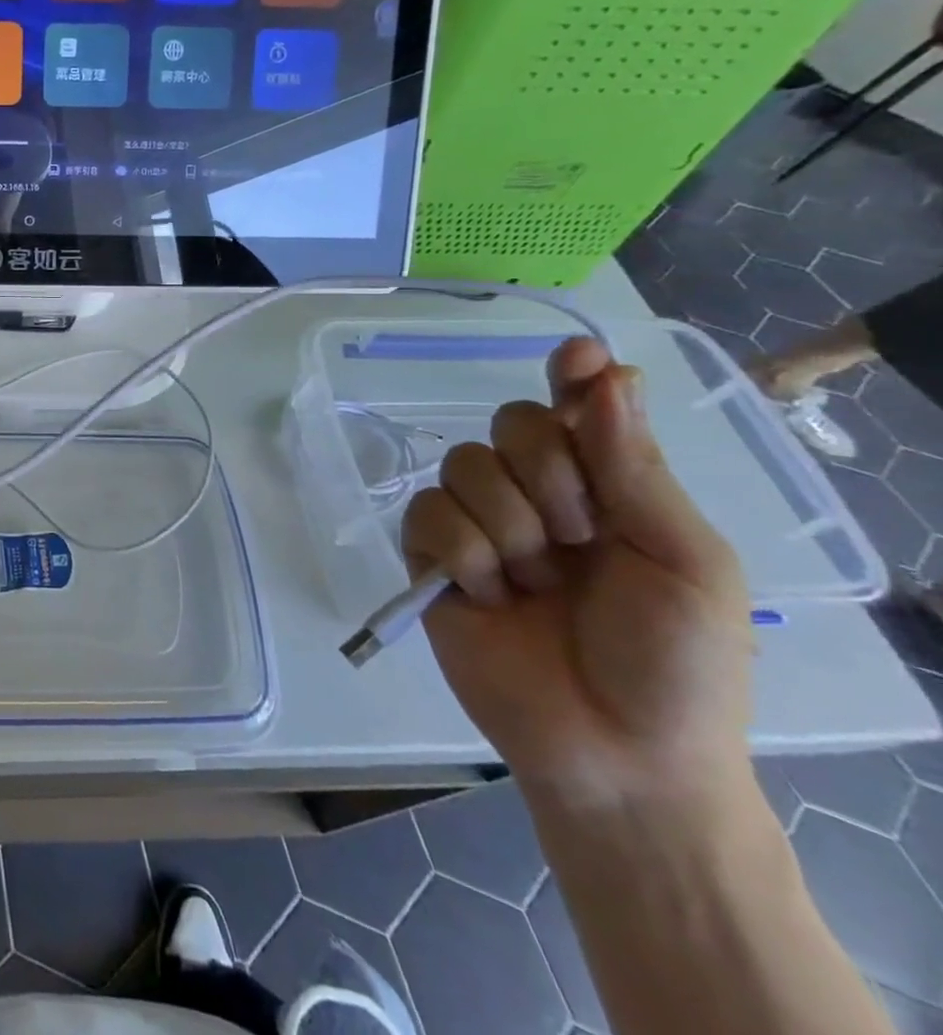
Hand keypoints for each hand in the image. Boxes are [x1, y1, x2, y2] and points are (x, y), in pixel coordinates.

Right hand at [403, 338, 754, 807]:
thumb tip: (606, 372)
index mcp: (609, 490)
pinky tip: (490, 595)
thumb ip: (633, 467)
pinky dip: (464, 554)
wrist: (615, 753)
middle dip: (548, 477)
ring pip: (464, 466)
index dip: (574, 376)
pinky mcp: (431, 555)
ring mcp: (480, 524)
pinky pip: (427, 513)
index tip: (575, 357)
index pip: (581, 409)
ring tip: (534, 586)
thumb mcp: (684, 561)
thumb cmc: (678, 663)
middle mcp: (538, 495)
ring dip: (509, 529)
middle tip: (580, 540)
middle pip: (511, 424)